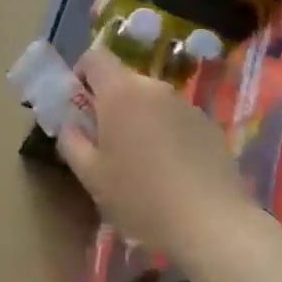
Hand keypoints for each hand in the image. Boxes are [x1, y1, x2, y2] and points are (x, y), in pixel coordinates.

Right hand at [58, 48, 252, 260]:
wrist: (210, 223)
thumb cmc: (139, 196)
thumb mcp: (91, 175)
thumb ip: (72, 141)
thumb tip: (70, 124)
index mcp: (120, 92)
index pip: (95, 57)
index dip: (82, 75)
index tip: (80, 106)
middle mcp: (154, 88)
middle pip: (124, 81)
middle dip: (111, 104)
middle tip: (107, 143)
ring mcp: (185, 105)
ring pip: (151, 101)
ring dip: (140, 119)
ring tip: (142, 162)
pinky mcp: (209, 125)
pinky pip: (176, 119)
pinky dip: (167, 134)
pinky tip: (171, 171)